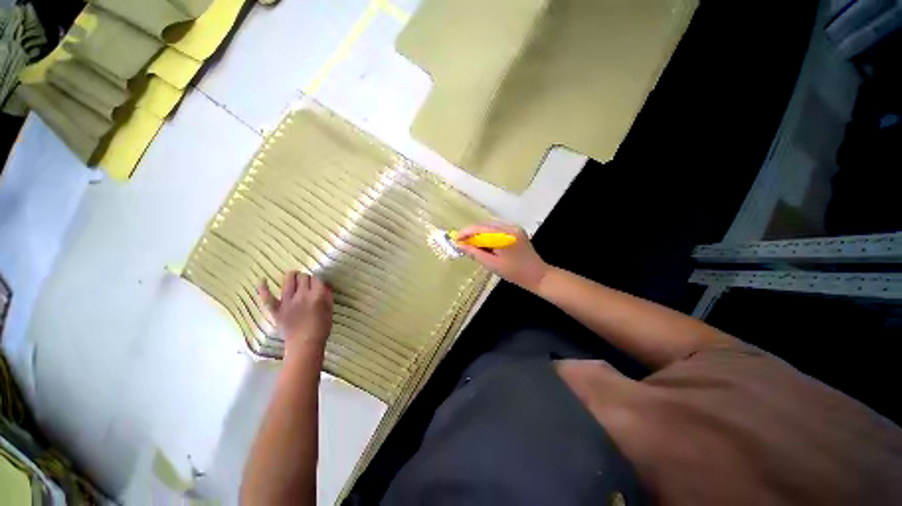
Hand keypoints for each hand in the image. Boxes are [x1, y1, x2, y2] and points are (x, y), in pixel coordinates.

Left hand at [258, 271, 332, 356]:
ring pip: (288, 280)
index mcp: (318, 296)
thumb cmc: (321, 328)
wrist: (305, 344)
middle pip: (303, 277)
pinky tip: (262, 280)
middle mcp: (303, 295)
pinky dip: (263, 288)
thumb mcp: (330, 309)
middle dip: (306, 278)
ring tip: (294, 277)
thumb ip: (327, 295)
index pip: (317, 278)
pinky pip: (267, 297)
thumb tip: (324, 285)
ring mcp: (288, 302)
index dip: (317, 280)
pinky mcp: (276, 309)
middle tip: (307, 284)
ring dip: (292, 276)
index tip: (317, 285)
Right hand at [456, 223, 550, 292]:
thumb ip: (475, 253)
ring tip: (472, 245)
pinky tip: (485, 244)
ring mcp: (514, 227)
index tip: (455, 239)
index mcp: (504, 235)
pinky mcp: (516, 231)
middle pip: (485, 225)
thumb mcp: (492, 264)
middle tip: (463, 244)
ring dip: (480, 234)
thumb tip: (461, 245)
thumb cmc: (514, 273)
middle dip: (472, 233)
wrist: (537, 275)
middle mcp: (510, 227)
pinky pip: (497, 229)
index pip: (480, 228)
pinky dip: (488, 235)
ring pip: (490, 226)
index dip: (466, 233)